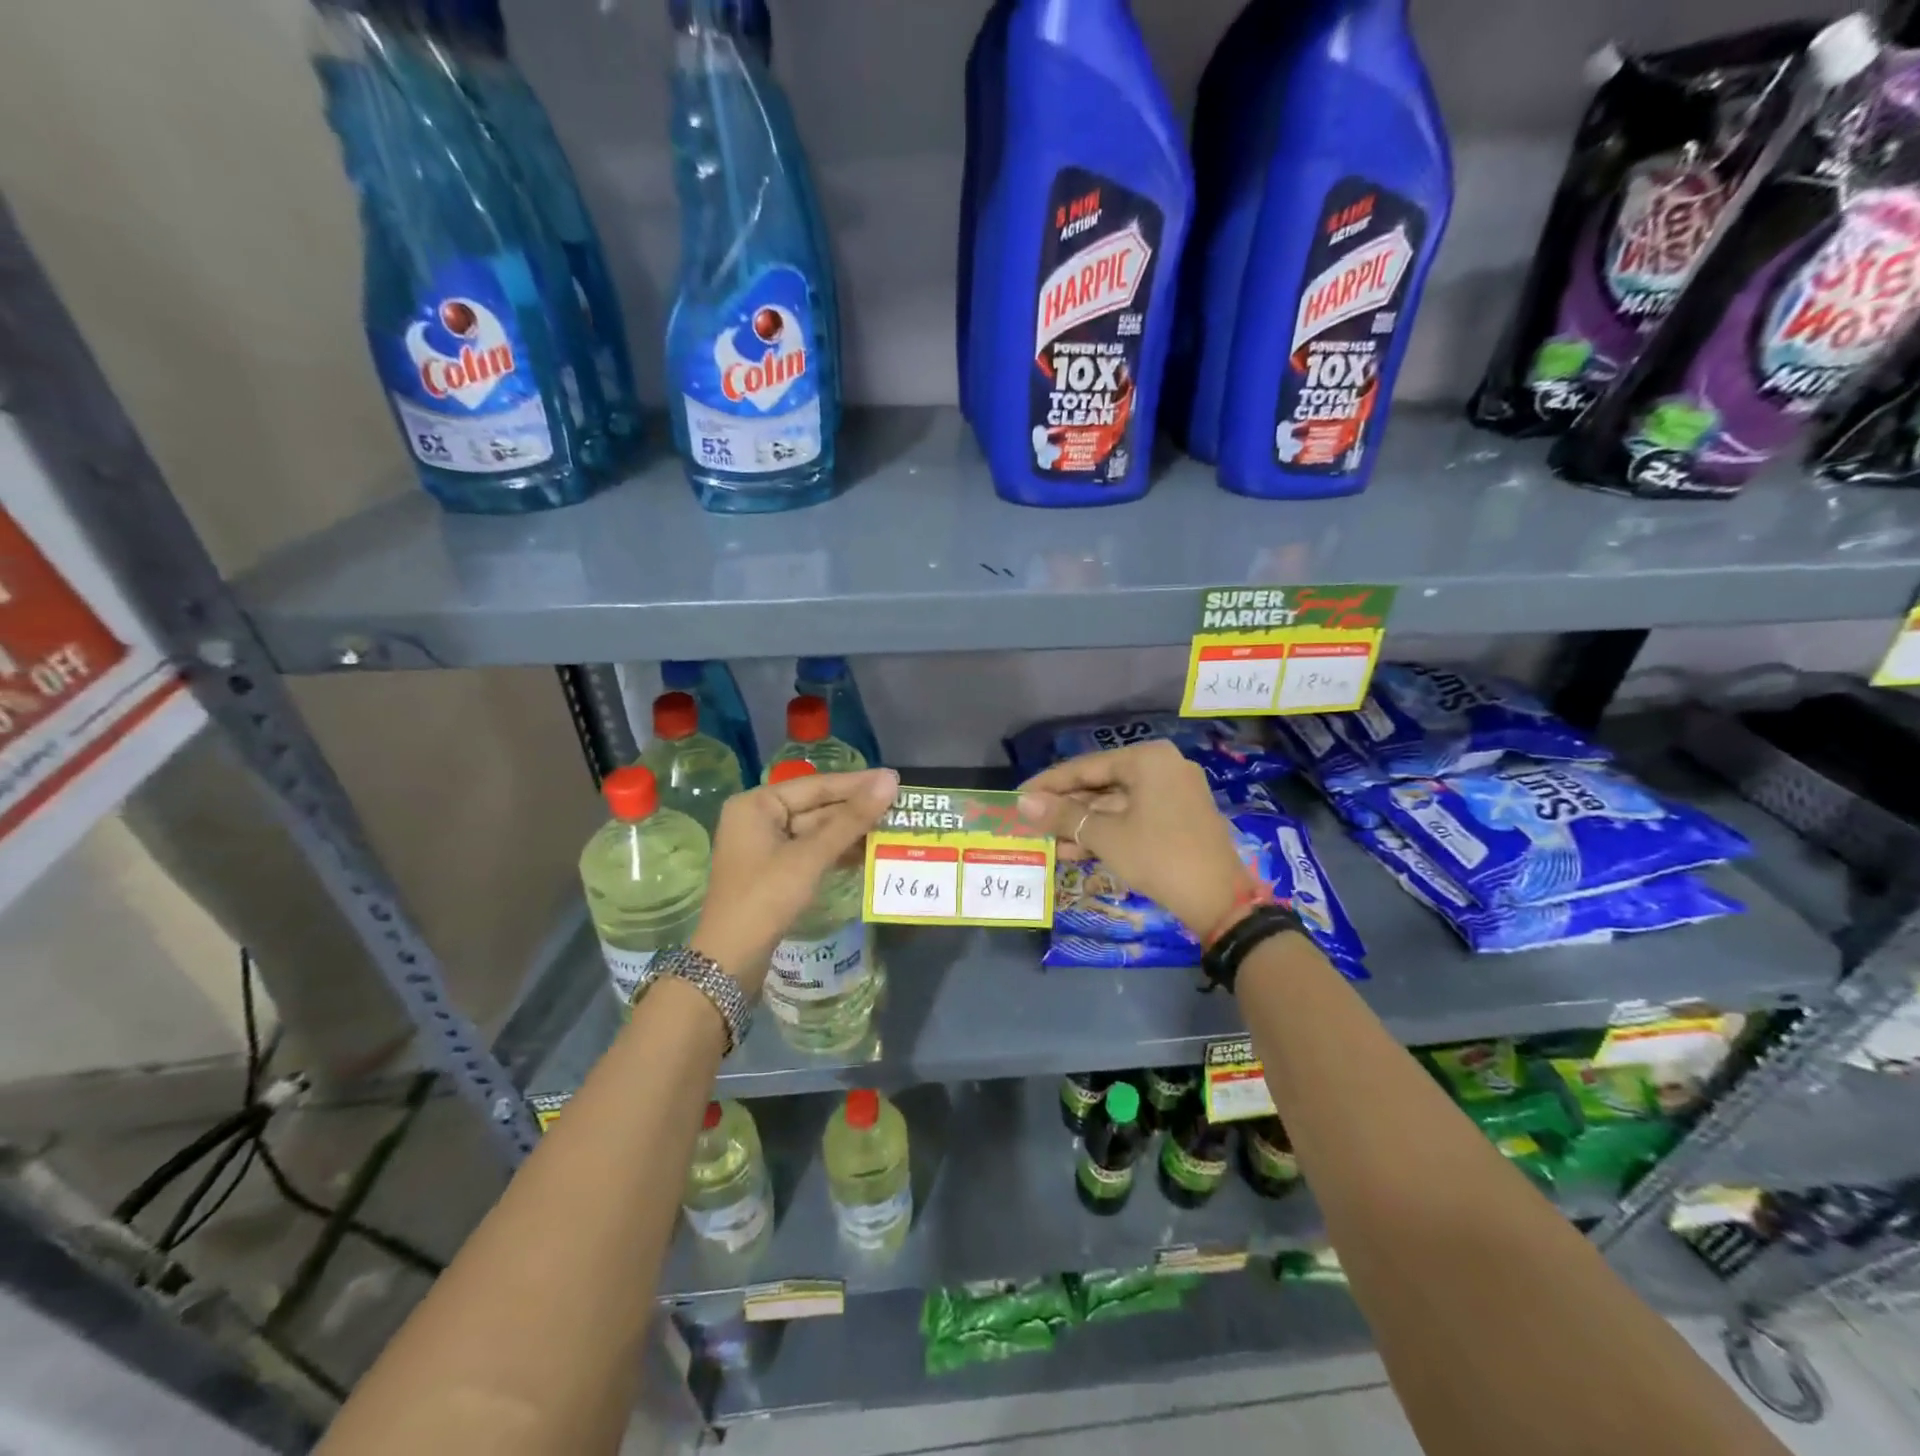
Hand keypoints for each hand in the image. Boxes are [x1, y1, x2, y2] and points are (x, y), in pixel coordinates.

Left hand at [691, 768, 898, 996]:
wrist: (730, 960)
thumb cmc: (766, 898)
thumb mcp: (811, 856)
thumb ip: (851, 819)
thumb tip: (890, 781)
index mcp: (757, 804)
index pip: (816, 786)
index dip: (857, 784)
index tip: (895, 780)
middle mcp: (758, 817)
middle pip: (816, 807)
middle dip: (856, 810)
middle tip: (900, 806)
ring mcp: (765, 846)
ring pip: (816, 831)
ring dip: (851, 832)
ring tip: (892, 828)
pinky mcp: (774, 870)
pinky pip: (811, 851)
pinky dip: (837, 851)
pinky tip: (868, 852)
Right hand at [1018, 740, 1245, 937]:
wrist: (1219, 901)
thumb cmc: (1158, 857)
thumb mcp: (1105, 836)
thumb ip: (1063, 816)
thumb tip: (1022, 802)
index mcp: (1147, 759)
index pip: (1085, 767)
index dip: (1048, 784)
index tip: (1018, 796)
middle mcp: (1163, 766)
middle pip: (1101, 783)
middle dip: (1066, 807)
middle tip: (1031, 822)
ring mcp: (1174, 792)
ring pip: (1116, 803)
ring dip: (1083, 823)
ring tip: (1047, 842)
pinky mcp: (1179, 816)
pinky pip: (1133, 815)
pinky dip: (1107, 831)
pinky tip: (1076, 850)